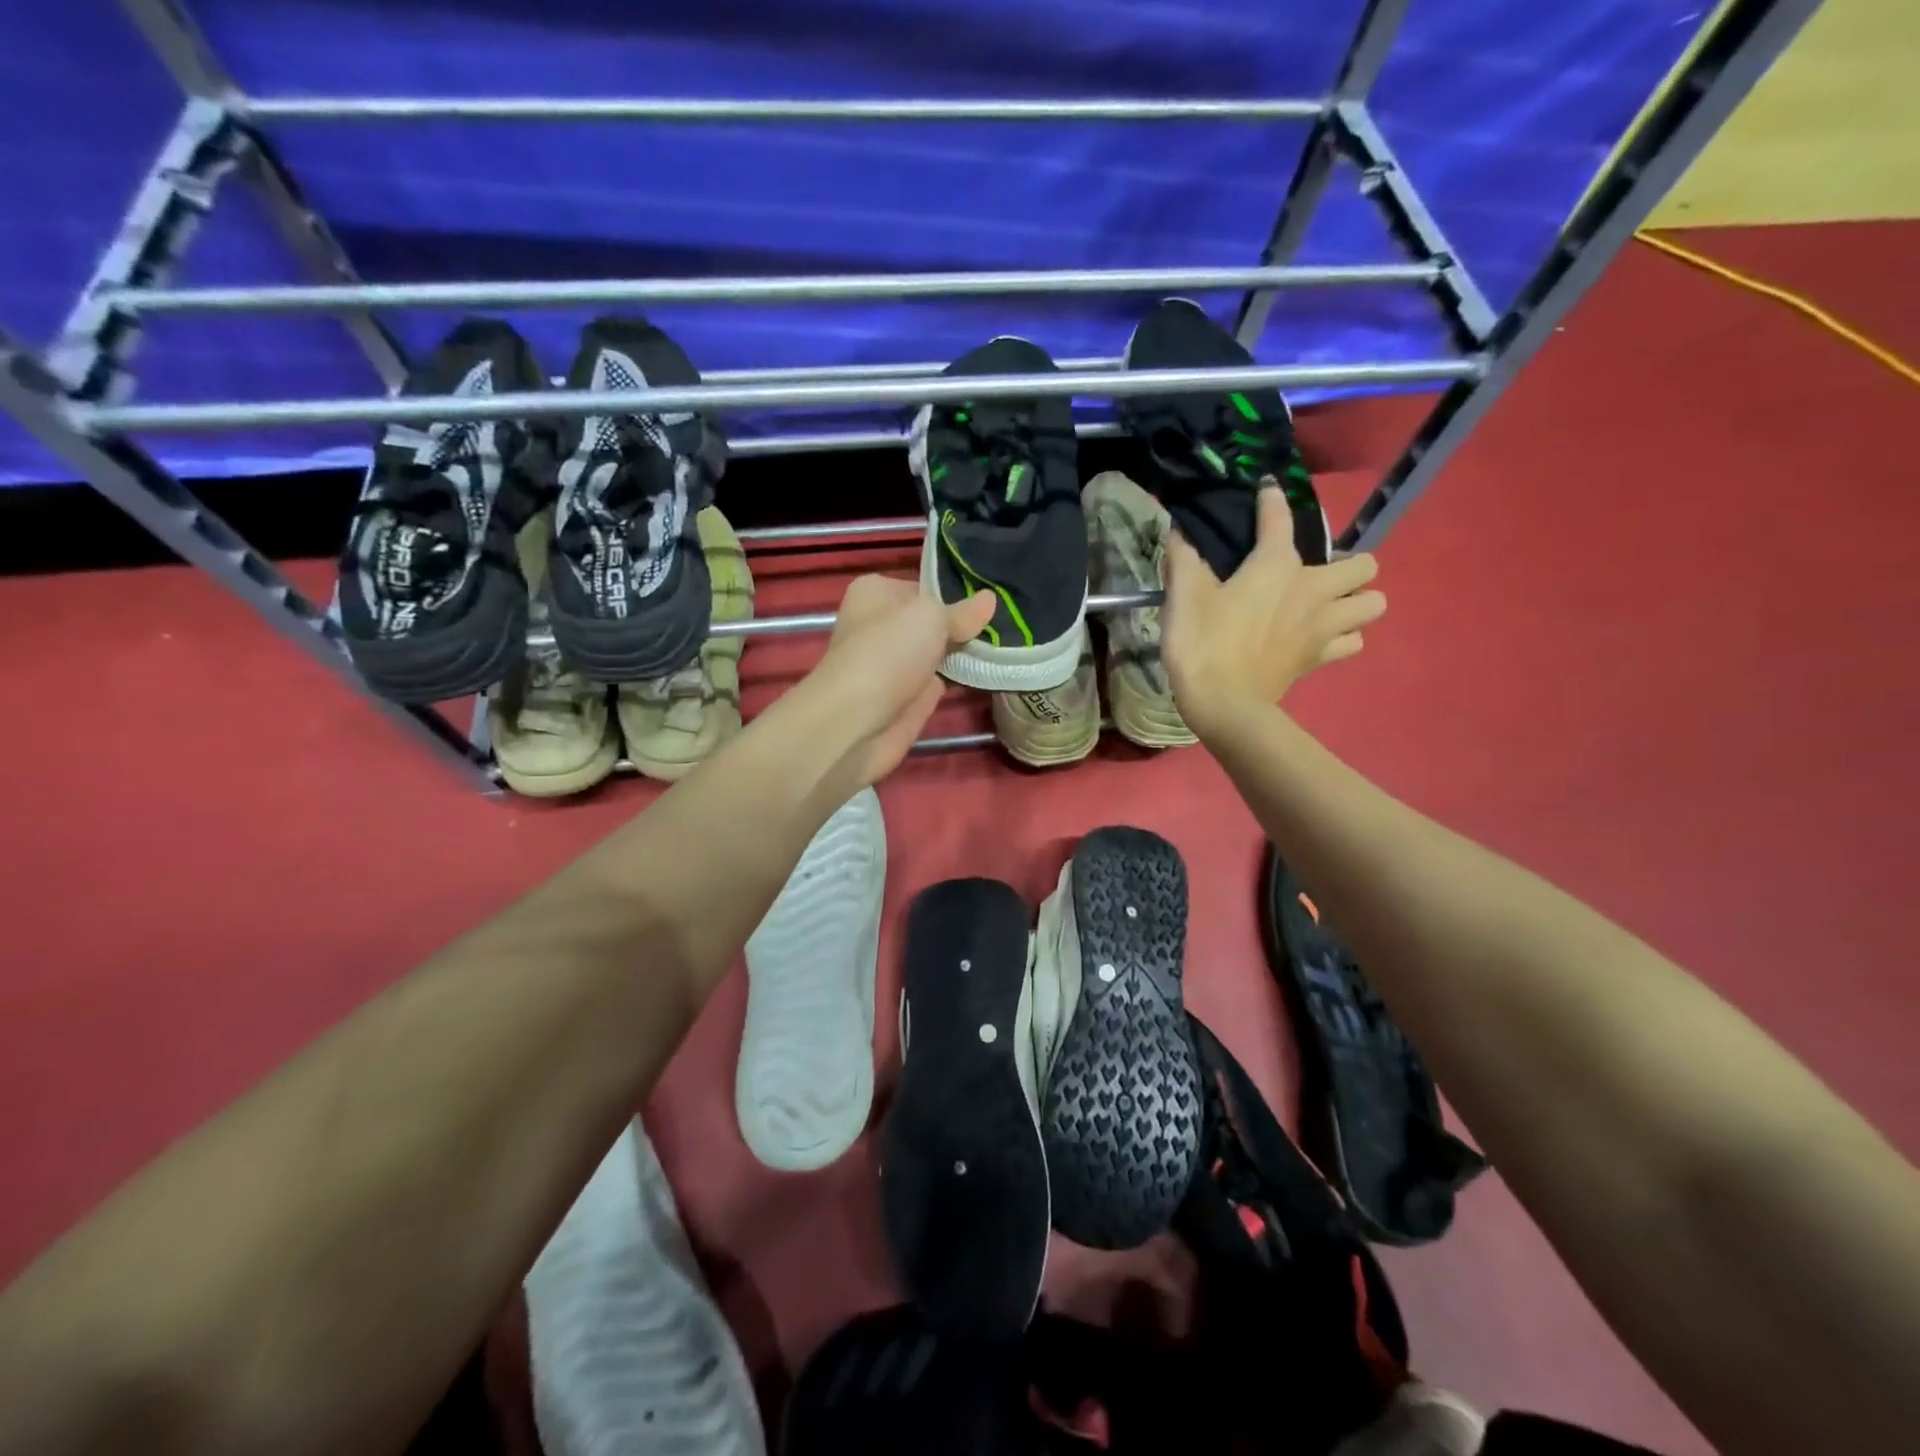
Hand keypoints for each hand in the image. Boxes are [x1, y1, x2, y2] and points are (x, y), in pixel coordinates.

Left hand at [804, 575, 995, 786]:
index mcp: (876, 592)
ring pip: (941, 650)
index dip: (956, 594)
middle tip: (1005, 623)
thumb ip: (962, 612)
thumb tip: (990, 599)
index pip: (925, 588)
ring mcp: (896, 662)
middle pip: (934, 620)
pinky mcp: (909, 695)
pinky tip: (994, 670)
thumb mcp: (931, 617)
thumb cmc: (888, 652)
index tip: (990, 602)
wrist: (857, 721)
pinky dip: (964, 678)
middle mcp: (883, 624)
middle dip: (965, 624)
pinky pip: (944, 679)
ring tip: (1007, 645)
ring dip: (967, 652)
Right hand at [1162, 486, 1384, 737]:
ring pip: (1373, 603)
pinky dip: (1344, 636)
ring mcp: (1324, 626)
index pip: (1279, 517)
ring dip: (1356, 600)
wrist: (1223, 703)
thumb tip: (1180, 530)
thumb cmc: (1202, 643)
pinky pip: (1354, 641)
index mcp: (1276, 565)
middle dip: (1348, 563)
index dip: (1271, 499)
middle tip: (1315, 574)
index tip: (1265, 490)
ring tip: (1328, 605)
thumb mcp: (1183, 595)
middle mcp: (1313, 589)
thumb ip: (1183, 557)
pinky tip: (1321, 637)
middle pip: (1363, 564)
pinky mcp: (1321, 658)